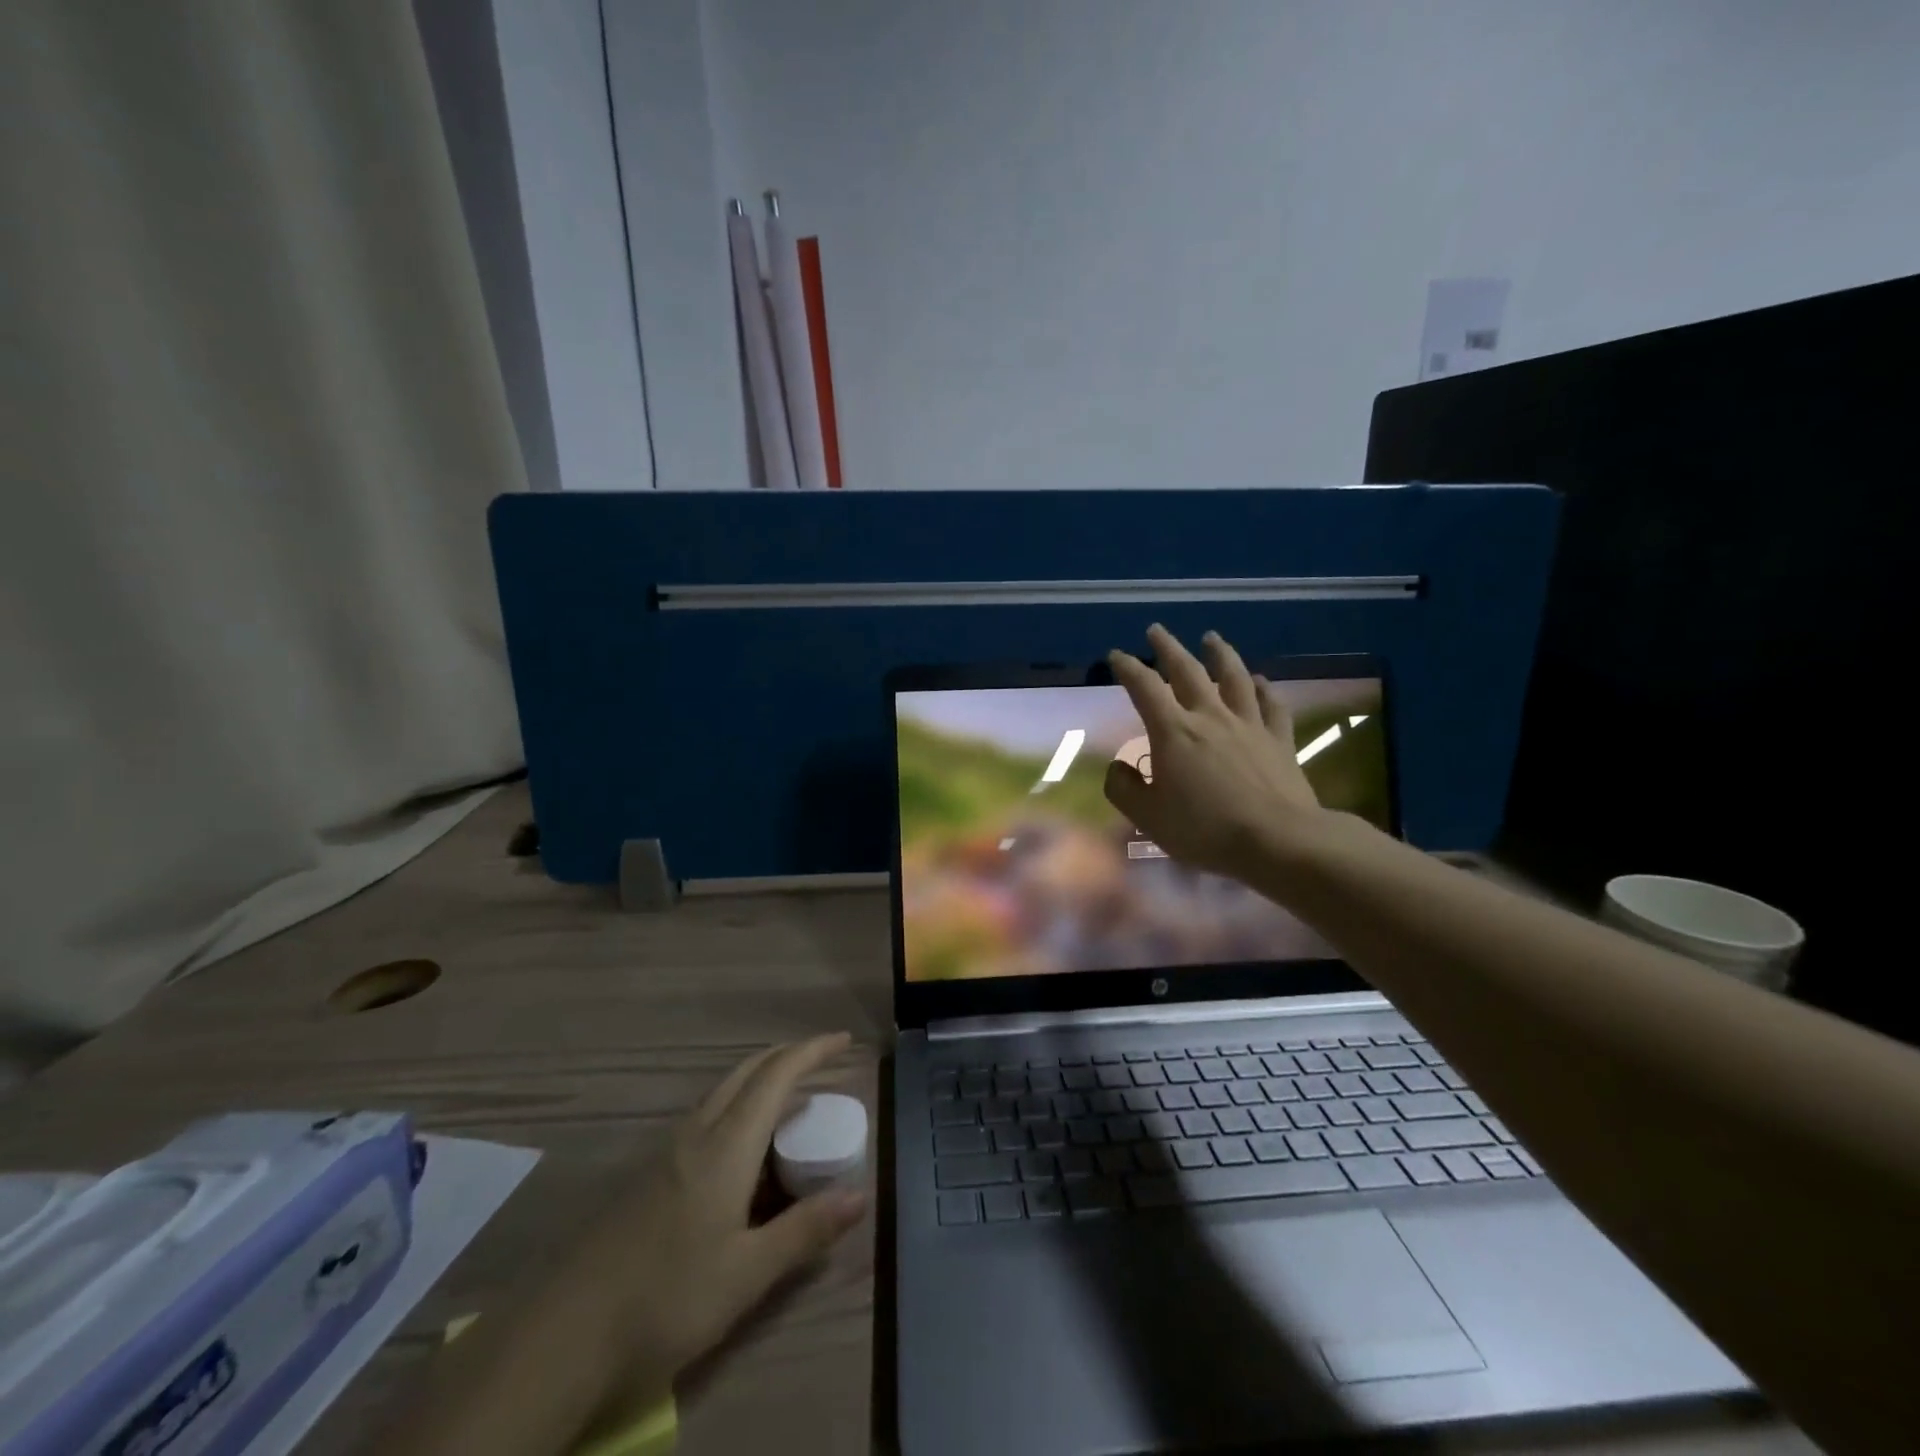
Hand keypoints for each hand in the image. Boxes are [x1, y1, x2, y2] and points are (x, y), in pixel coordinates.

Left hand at [581, 1034, 867, 1393]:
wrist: (561, 1337)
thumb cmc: (665, 1299)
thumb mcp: (747, 1274)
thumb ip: (805, 1230)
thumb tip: (861, 1194)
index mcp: (726, 1146)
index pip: (776, 1076)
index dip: (812, 1051)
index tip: (843, 1039)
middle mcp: (696, 1134)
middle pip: (745, 1072)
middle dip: (785, 1057)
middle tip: (821, 1063)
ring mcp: (664, 1153)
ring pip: (721, 1094)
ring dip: (759, 1083)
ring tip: (788, 1106)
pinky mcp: (646, 1177)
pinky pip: (703, 1120)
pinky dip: (736, 1111)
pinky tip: (739, 1155)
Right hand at [1104, 625, 1331, 879]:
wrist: (1278, 840)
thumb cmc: (1205, 829)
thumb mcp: (1148, 817)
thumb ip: (1123, 789)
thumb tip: (1117, 767)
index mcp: (1174, 731)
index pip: (1145, 688)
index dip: (1128, 668)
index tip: (1117, 655)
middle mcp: (1210, 716)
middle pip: (1187, 671)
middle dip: (1168, 648)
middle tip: (1157, 630)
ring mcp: (1249, 725)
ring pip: (1233, 678)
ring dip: (1220, 654)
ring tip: (1211, 637)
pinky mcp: (1279, 740)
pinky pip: (1272, 705)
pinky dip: (1264, 689)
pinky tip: (1261, 681)